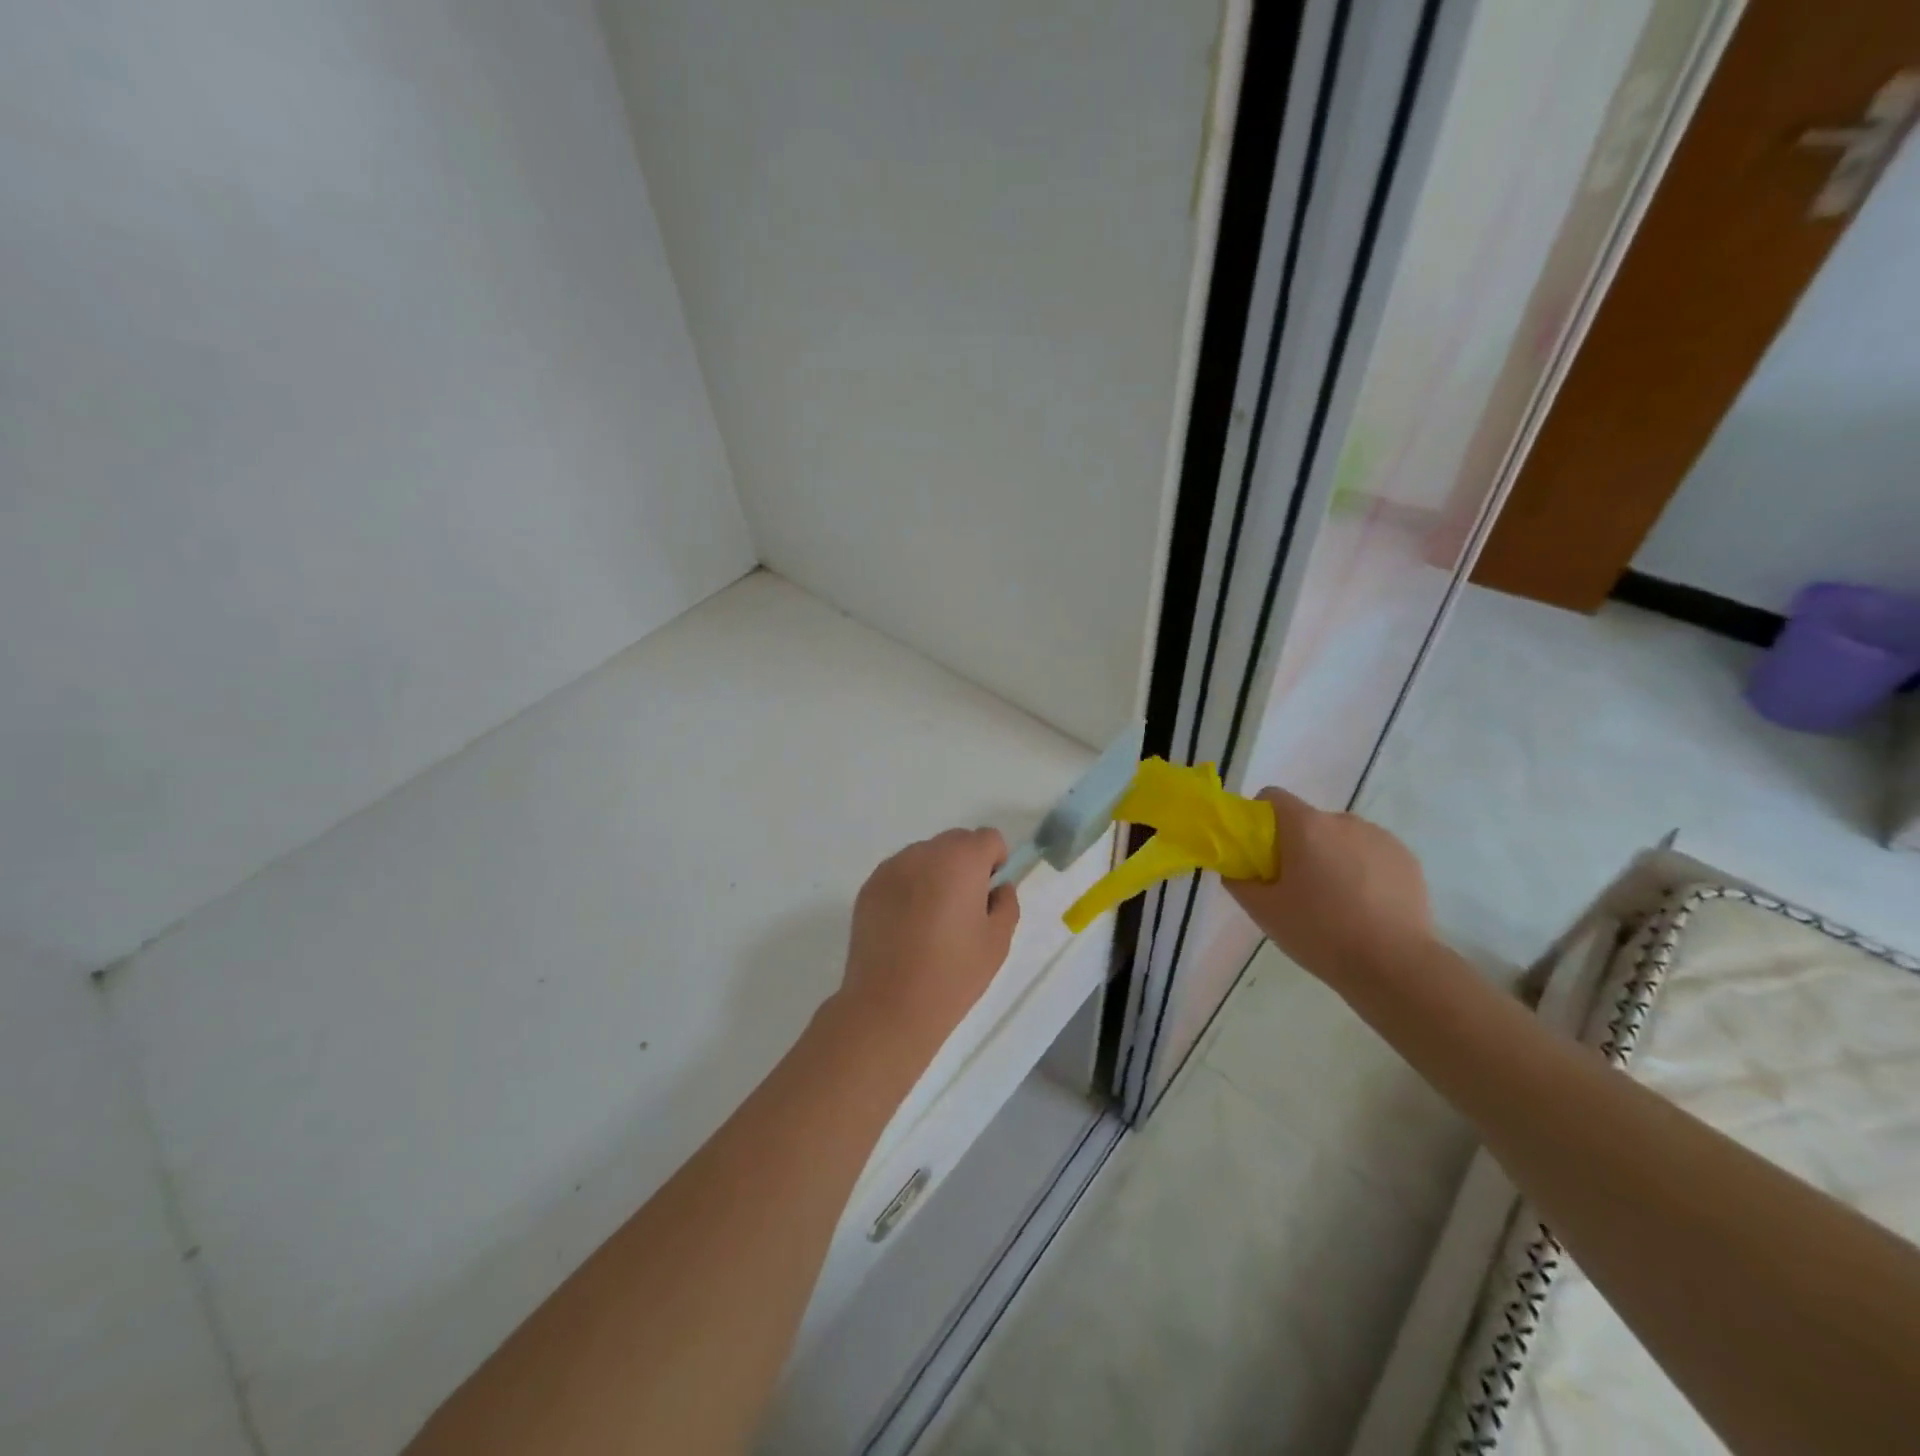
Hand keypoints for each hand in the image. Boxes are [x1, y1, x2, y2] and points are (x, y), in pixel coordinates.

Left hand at [836, 828, 1019, 1055]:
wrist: (889, 1005)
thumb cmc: (952, 974)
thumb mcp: (997, 942)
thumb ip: (1005, 904)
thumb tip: (996, 888)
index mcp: (961, 860)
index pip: (988, 838)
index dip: (995, 863)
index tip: (988, 896)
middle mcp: (924, 853)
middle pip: (955, 842)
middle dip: (966, 865)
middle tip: (963, 910)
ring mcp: (891, 868)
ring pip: (925, 856)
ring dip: (935, 874)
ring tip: (931, 921)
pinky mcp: (869, 887)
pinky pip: (900, 874)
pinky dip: (909, 888)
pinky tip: (906, 927)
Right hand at [1225, 787, 1433, 990]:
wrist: (1395, 966)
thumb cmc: (1320, 933)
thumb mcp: (1264, 912)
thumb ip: (1239, 881)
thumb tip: (1236, 869)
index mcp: (1306, 826)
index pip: (1272, 797)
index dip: (1259, 818)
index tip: (1259, 852)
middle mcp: (1343, 821)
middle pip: (1308, 821)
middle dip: (1297, 845)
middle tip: (1295, 887)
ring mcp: (1380, 837)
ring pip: (1341, 838)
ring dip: (1331, 856)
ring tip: (1335, 901)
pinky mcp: (1406, 858)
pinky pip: (1370, 853)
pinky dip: (1361, 869)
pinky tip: (1364, 906)